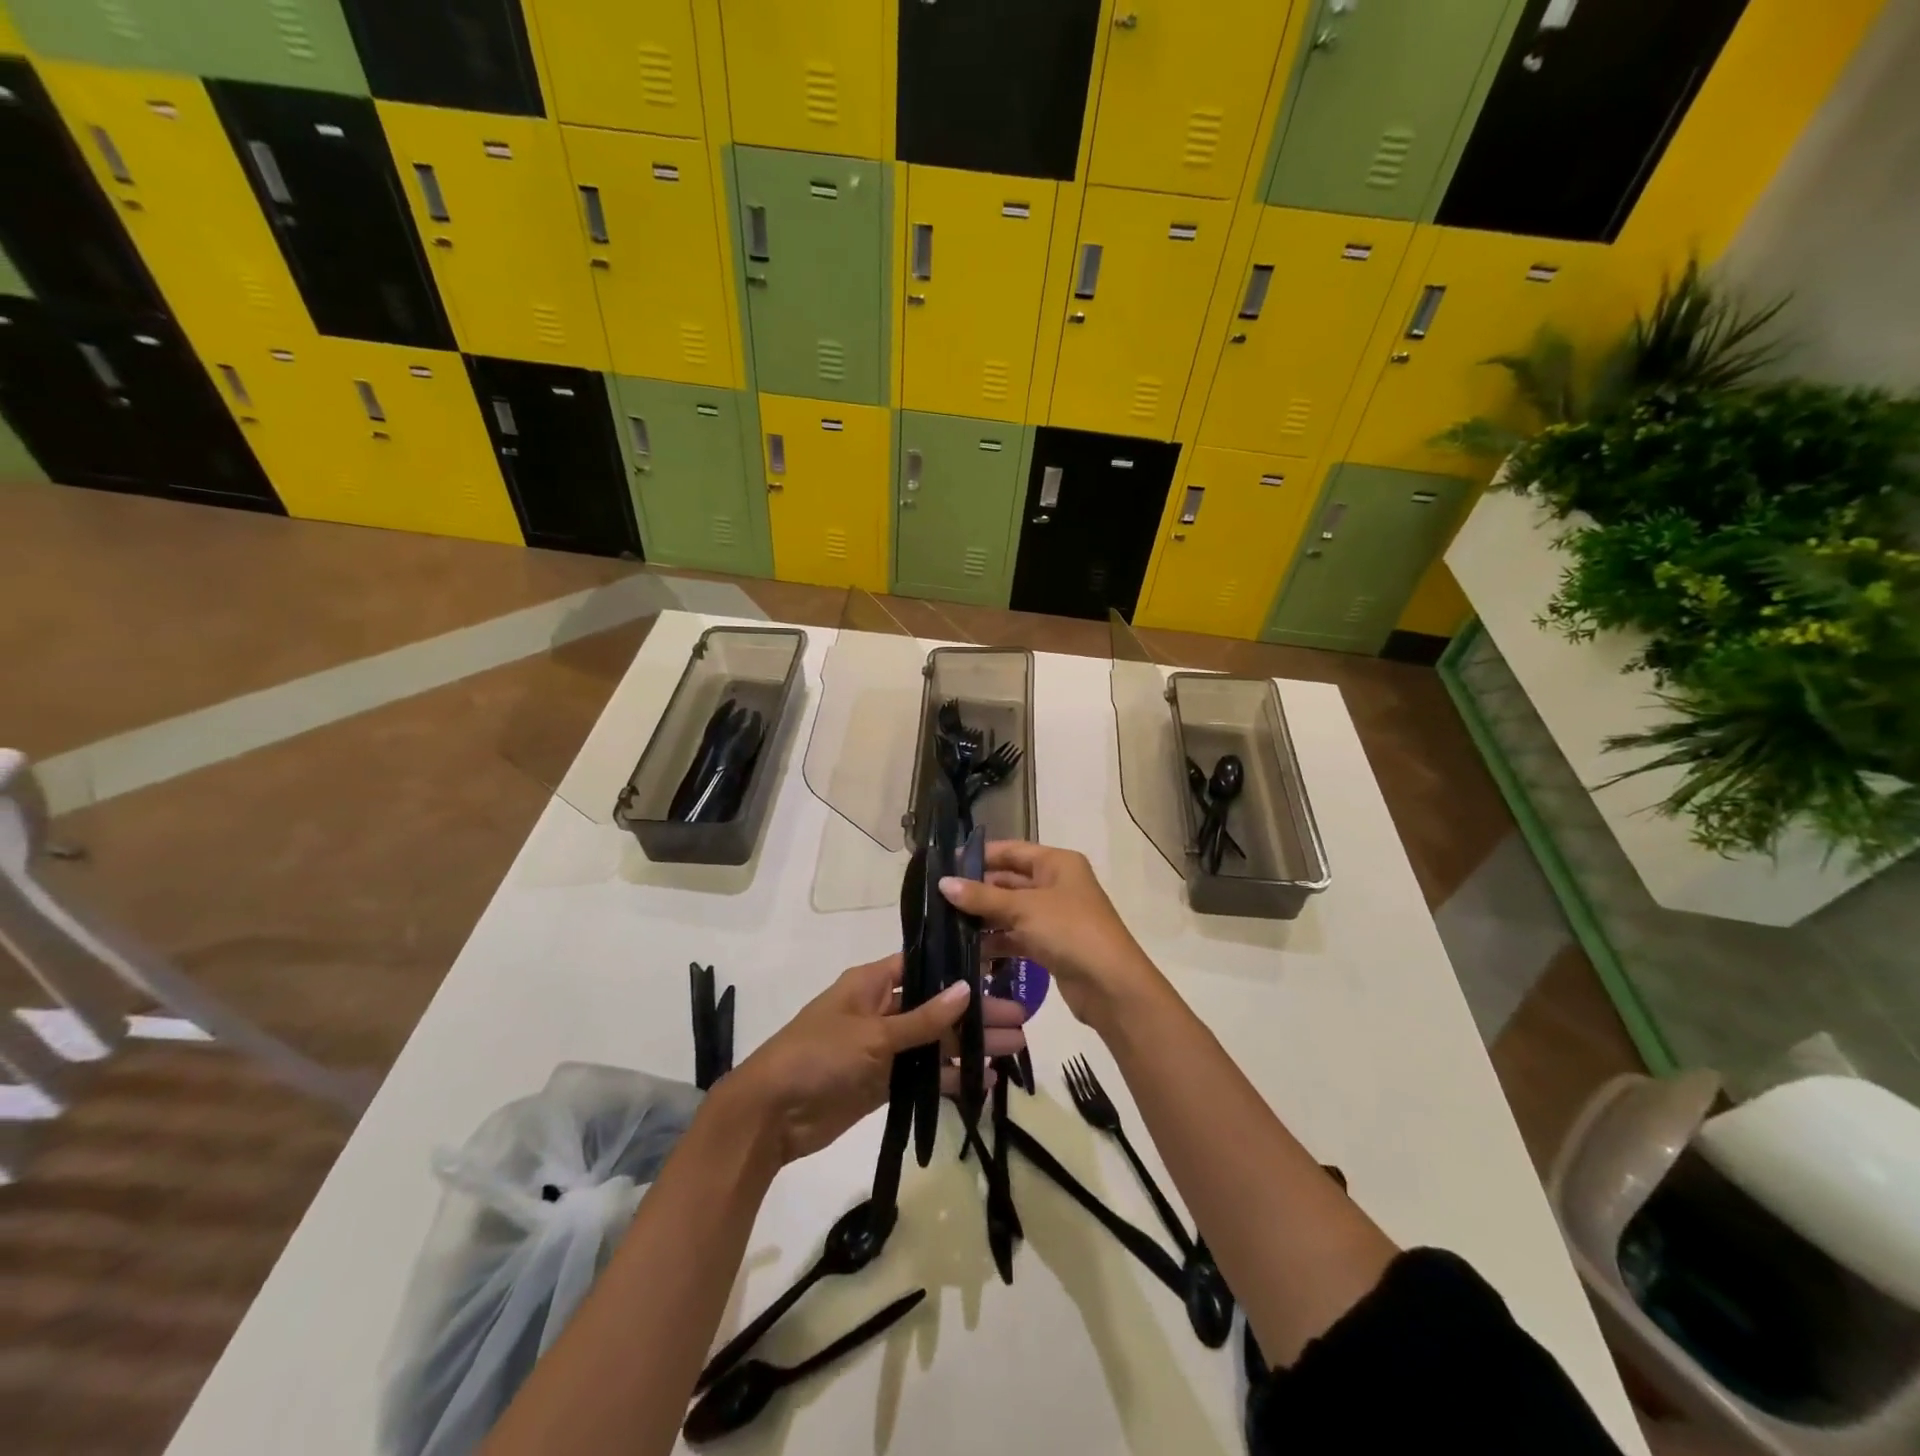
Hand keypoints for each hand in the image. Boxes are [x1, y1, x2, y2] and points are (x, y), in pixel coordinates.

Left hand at [723, 954, 1026, 1165]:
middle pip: (937, 1006)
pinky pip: (925, 1075)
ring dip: (971, 1045)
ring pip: (936, 1042)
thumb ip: (923, 1018)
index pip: (923, 965)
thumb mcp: (872, 1034)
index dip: (958, 967)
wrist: (771, 1115)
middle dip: (976, 1012)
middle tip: (1021, 1017)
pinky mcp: (885, 1083)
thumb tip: (967, 990)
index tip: (998, 969)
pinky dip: (952, 1078)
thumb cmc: (818, 1056)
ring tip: (1014, 1047)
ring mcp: (885, 1048)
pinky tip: (985, 1082)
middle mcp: (882, 1009)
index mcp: (873, 983)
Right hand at [938, 842, 1160, 1027]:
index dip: (979, 855)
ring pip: (1011, 910)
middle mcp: (1056, 884)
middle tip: (938, 898)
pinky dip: (996, 941)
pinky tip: (969, 950)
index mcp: (1057, 863)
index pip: (1011, 850)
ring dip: (983, 918)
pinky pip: (1017, 936)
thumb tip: (943, 883)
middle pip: (1009, 880)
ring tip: (946, 925)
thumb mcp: (1024, 909)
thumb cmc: (1070, 931)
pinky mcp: (1051, 945)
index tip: (945, 864)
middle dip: (977, 890)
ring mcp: (1054, 916)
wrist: (1112, 986)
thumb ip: (982, 897)